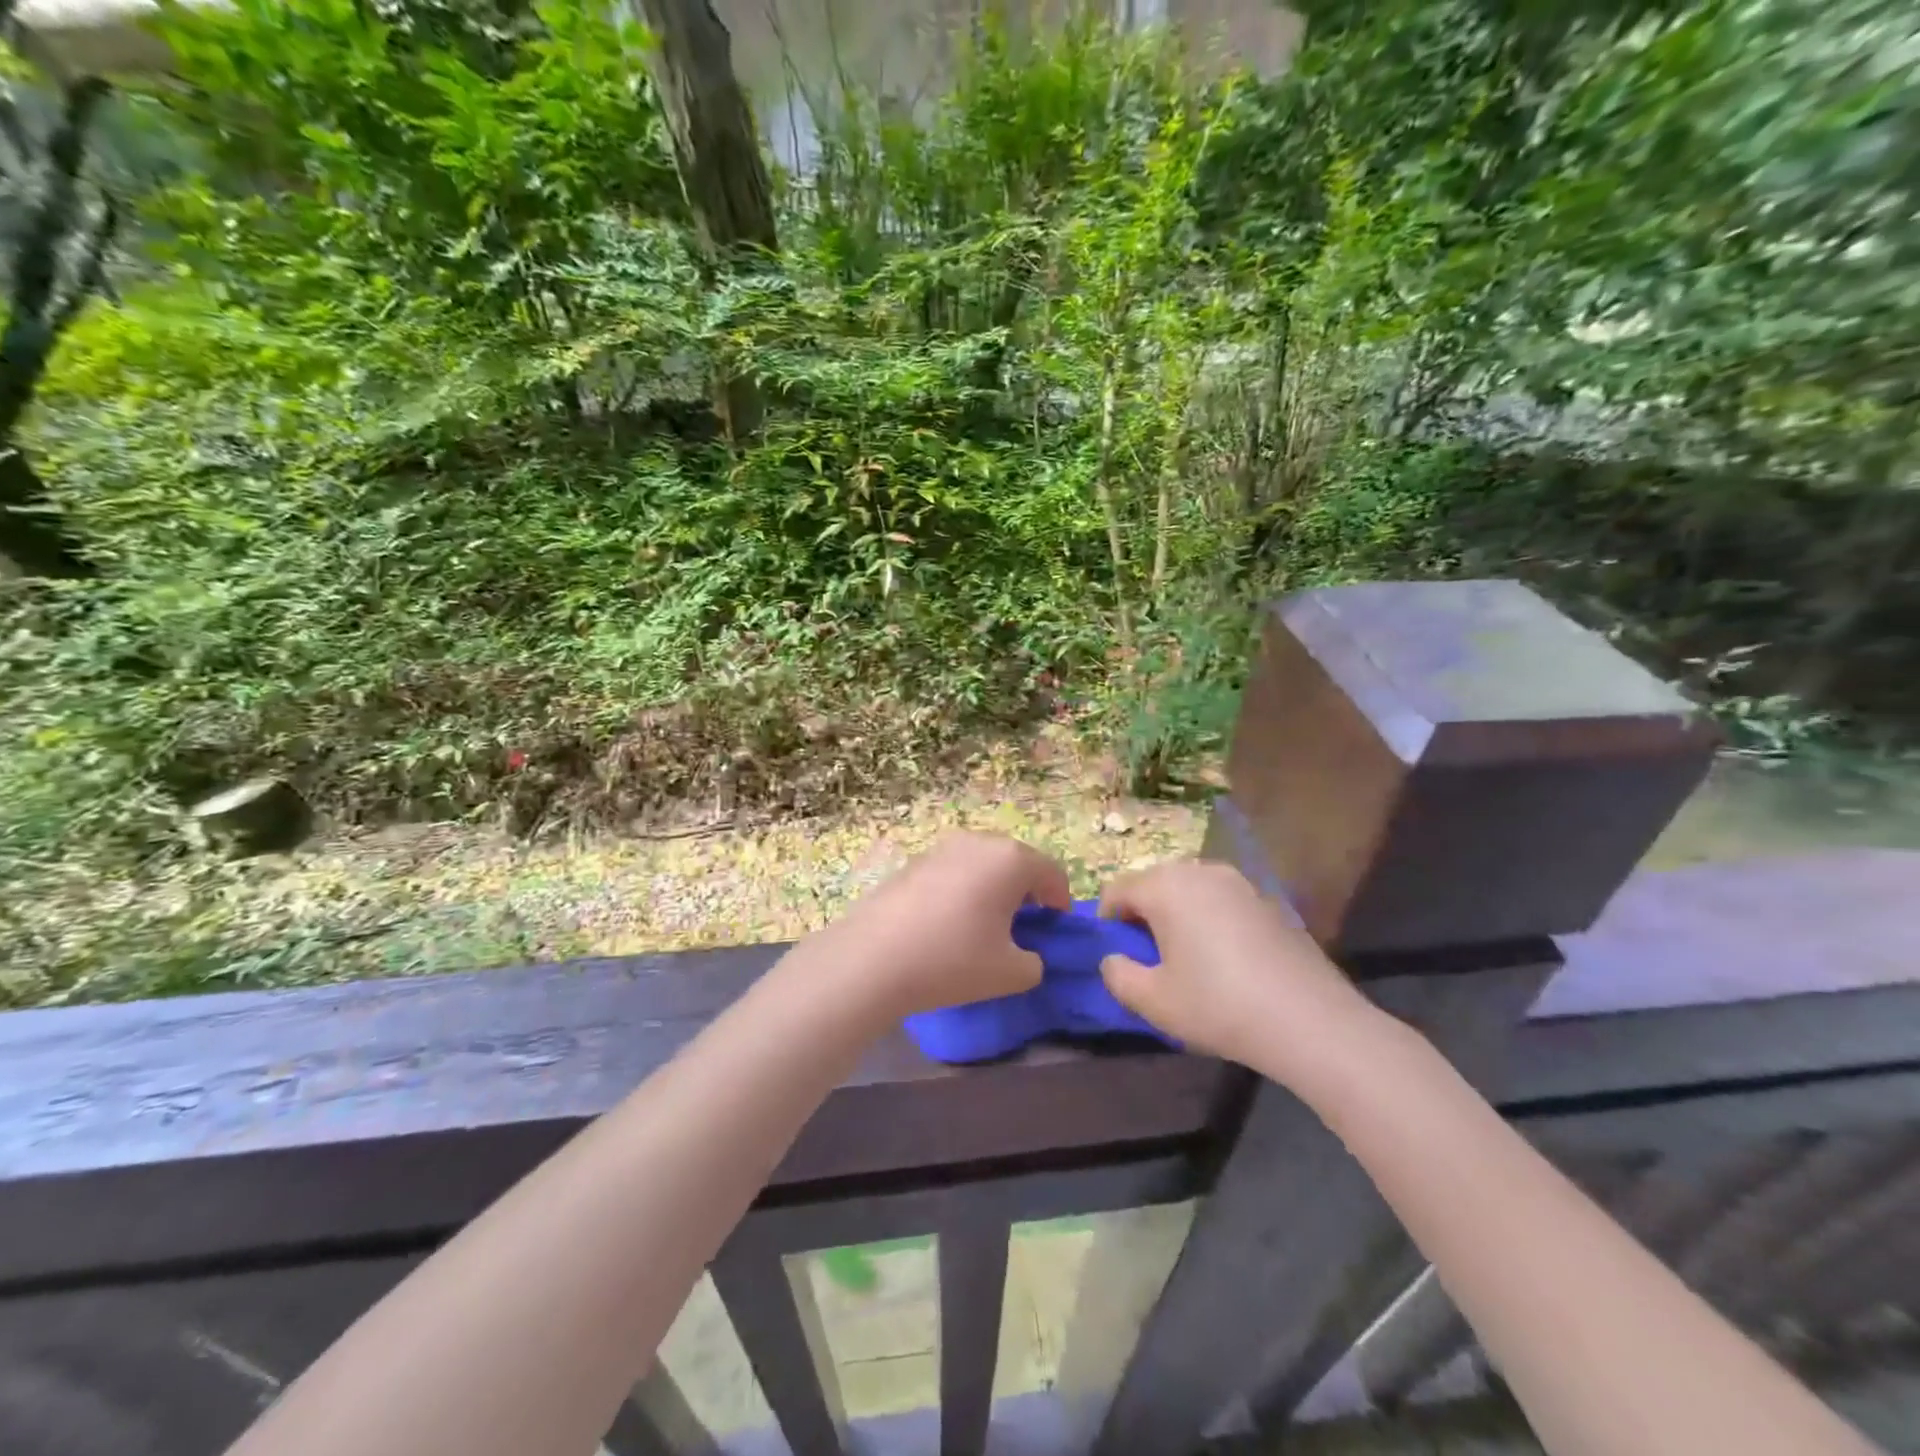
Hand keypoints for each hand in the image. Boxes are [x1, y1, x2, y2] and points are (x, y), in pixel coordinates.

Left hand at [813, 832, 1071, 1018]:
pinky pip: (953, 870)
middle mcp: (978, 842)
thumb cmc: (953, 961)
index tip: (1053, 929)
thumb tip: (1027, 954)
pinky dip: (962, 890)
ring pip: (983, 864)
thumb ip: (1035, 962)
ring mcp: (941, 848)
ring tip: (983, 926)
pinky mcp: (913, 861)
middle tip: (1021, 928)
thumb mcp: (1012, 974)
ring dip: (992, 888)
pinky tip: (947, 923)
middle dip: (1026, 892)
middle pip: (1017, 862)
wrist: (872, 959)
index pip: (1052, 873)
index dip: (1060, 901)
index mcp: (1011, 860)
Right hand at [1097, 860, 1381, 1084]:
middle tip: (1151, 959)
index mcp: (1165, 886)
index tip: (1119, 957)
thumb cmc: (1218, 1005)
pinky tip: (1227, 961)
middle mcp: (1200, 871)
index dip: (1109, 922)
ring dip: (1178, 915)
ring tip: (1189, 960)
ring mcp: (1239, 882)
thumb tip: (1114, 959)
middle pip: (1154, 883)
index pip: (1117, 890)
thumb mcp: (1153, 1001)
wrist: (1310, 1020)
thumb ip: (1117, 975)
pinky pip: (1222, 901)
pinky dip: (1211, 920)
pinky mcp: (1268, 900)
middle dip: (1144, 915)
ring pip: (1190, 890)